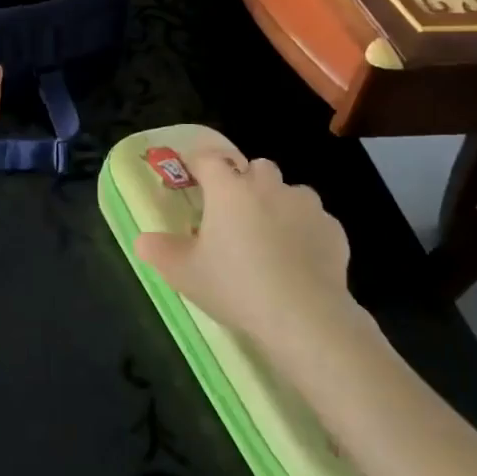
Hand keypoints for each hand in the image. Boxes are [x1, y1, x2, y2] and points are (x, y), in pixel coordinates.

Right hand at [134, 148, 362, 345]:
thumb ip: (159, 251)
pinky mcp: (333, 229)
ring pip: (288, 191)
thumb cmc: (236, 286)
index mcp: (228, 188)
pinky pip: (314, 220)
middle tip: (233, 215)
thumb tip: (142, 240)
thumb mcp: (184, 274)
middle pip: (254, 167)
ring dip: (278, 204)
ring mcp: (305, 205)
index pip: (207, 157)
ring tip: (270, 239)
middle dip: (244, 182)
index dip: (198, 164)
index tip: (192, 178)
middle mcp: (267, 185)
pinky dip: (305, 231)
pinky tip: (300, 261)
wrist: (306, 318)